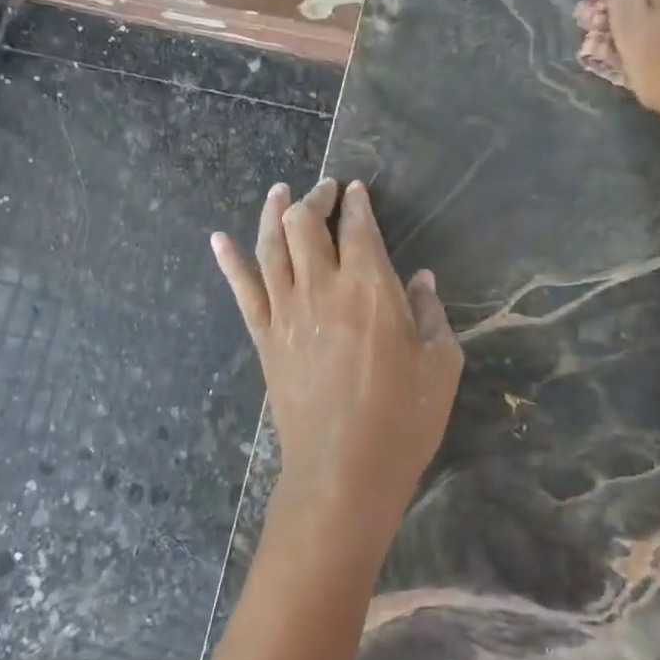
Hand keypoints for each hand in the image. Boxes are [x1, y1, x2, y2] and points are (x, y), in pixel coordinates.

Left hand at [212, 179, 463, 559]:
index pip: (358, 227)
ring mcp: (286, 312)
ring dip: (273, 213)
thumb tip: (422, 281)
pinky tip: (219, 239)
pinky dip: (229, 261)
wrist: (343, 471)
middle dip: (314, 197)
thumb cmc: (402, 419)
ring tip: (279, 192)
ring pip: (270, 246)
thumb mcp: (440, 364)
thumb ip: (430, 314)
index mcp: (370, 288)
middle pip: (304, 224)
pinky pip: (242, 290)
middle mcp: (322, 287)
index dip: (356, 202)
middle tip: (324, 189)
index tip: (357, 190)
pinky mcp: (264, 338)